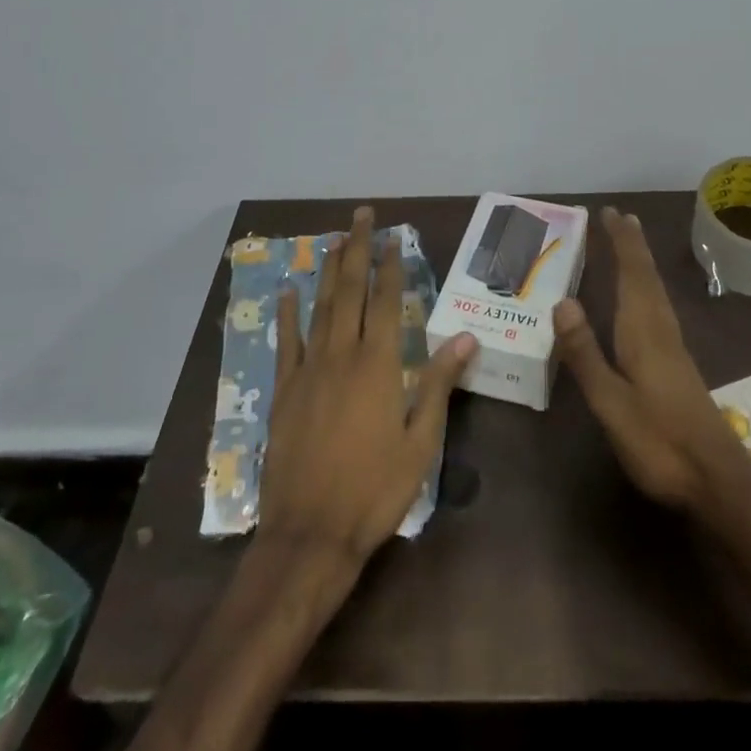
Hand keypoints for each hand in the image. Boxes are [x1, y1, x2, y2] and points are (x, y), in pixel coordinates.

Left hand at [257, 206, 476, 569]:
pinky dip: (288, 314)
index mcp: (379, 365)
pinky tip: (289, 292)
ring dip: (329, 271)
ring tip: (336, 239)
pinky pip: (287, 342)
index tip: (394, 237)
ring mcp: (309, 370)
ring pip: (320, 307)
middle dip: (358, 250)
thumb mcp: (421, 442)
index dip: (391, 266)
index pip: (387, 301)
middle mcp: (342, 355)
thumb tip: (466, 337)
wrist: (310, 534)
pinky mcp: (284, 391)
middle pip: (351, 291)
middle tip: (362, 216)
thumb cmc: (375, 490)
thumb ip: (440, 383)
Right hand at [554, 206, 750, 522]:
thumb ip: (586, 354)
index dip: (622, 244)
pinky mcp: (679, 366)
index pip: (632, 276)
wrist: (718, 480)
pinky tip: (645, 301)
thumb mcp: (611, 403)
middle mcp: (661, 331)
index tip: (610, 213)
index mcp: (643, 333)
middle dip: (633, 246)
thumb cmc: (659, 442)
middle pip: (647, 278)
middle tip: (621, 217)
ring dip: (642, 264)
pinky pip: (659, 309)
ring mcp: (674, 349)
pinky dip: (648, 289)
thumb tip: (562, 301)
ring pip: (656, 293)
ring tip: (632, 245)